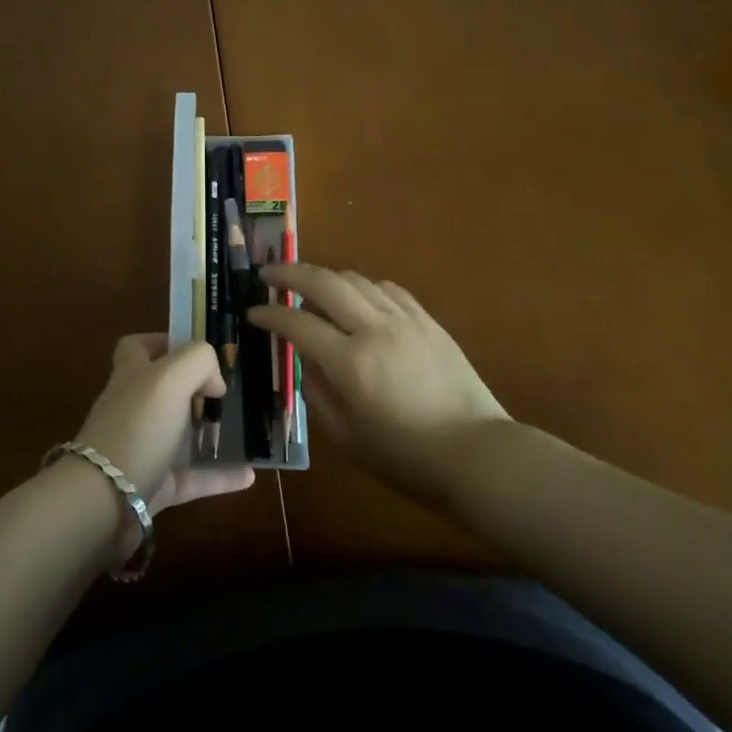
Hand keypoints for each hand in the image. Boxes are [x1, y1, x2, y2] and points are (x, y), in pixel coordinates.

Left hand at [72, 334, 254, 514]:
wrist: (103, 503)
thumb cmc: (136, 428)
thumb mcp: (170, 377)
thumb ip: (198, 362)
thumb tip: (214, 380)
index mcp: (131, 375)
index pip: (137, 347)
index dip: (163, 343)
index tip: (197, 351)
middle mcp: (133, 408)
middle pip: (161, 390)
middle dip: (192, 388)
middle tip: (225, 391)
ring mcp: (142, 449)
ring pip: (178, 434)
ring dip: (208, 432)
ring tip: (241, 429)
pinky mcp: (153, 487)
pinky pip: (192, 478)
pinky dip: (220, 476)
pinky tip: (249, 475)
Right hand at [250, 264, 509, 508]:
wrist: (478, 454)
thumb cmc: (406, 458)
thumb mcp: (347, 438)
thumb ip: (316, 394)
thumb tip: (304, 360)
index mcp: (350, 363)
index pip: (297, 323)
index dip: (270, 314)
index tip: (253, 311)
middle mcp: (374, 330)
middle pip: (324, 282)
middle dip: (290, 273)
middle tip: (268, 273)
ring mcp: (404, 320)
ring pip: (356, 279)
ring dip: (326, 277)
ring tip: (311, 288)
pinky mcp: (427, 320)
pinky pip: (388, 288)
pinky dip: (363, 286)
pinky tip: (357, 298)